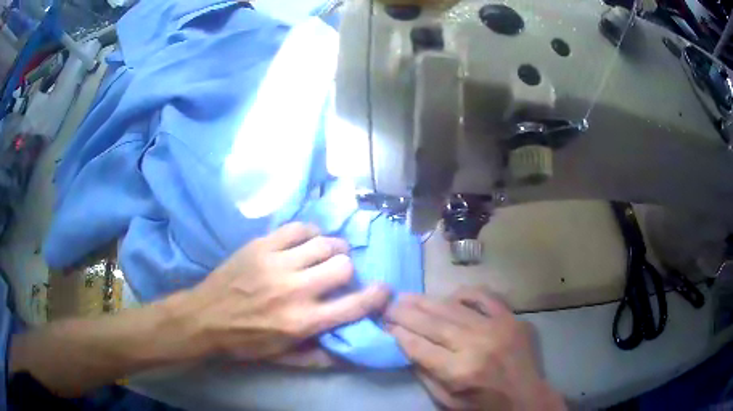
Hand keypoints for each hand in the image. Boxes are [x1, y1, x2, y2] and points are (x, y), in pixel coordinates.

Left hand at [164, 222, 390, 360]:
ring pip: (324, 243)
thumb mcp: (282, 359)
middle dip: (348, 270)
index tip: (383, 290)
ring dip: (332, 249)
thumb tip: (350, 352)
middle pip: (343, 265)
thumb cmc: (245, 342)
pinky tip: (306, 242)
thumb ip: (318, 357)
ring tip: (326, 255)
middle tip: (340, 274)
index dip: (377, 296)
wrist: (204, 318)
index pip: (354, 305)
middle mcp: (295, 290)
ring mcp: (277, 264)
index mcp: (302, 322)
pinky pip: (298, 228)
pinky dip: (310, 233)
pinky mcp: (261, 246)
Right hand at [385, 287, 564, 410]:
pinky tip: (449, 296)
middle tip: (388, 305)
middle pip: (432, 323)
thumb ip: (426, 375)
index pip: (419, 346)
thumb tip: (407, 347)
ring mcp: (496, 327)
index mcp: (459, 371)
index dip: (398, 333)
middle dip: (405, 313)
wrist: (527, 397)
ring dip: (426, 301)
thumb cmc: (484, 405)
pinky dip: (464, 294)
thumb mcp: (447, 401)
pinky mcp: (511, 319)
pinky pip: (484, 297)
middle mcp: (476, 345)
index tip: (383, 324)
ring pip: (453, 308)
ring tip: (407, 297)